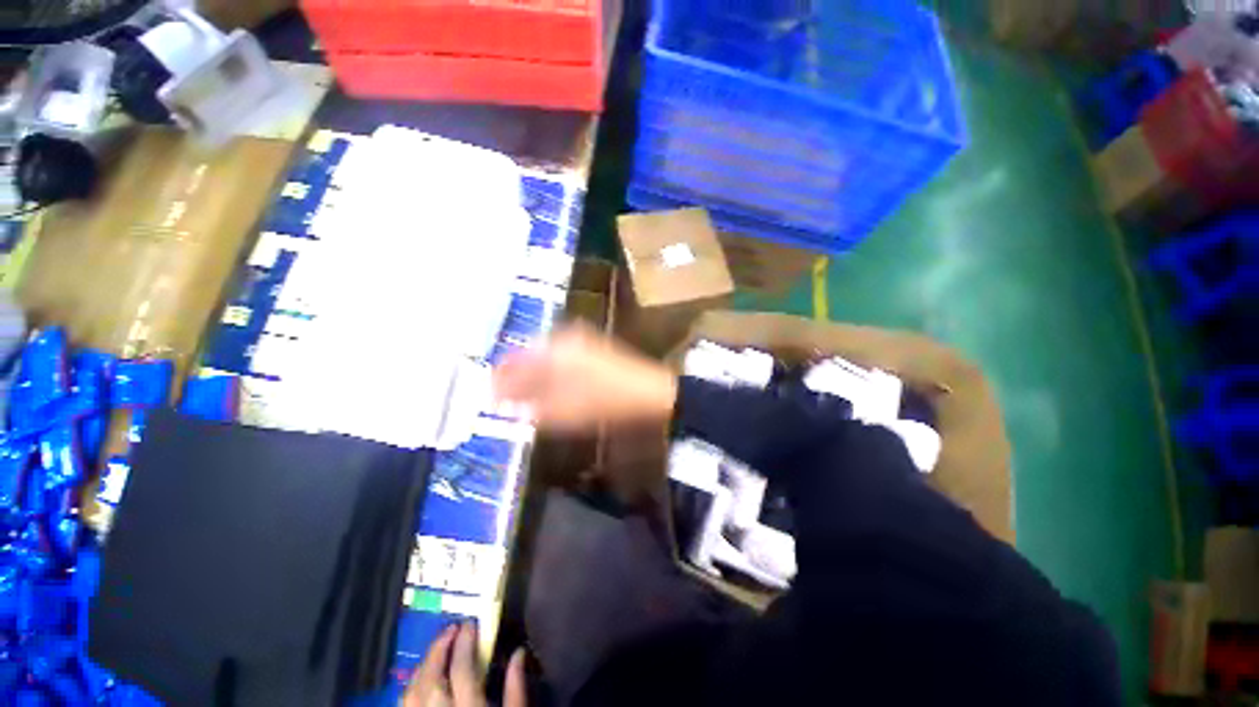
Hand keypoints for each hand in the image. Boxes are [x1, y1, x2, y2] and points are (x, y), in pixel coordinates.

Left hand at [402, 623, 525, 706]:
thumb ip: (516, 689)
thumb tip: (519, 653)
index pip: (461, 670)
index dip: (464, 643)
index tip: (470, 625)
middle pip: (431, 678)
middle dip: (439, 649)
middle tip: (452, 629)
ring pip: (411, 693)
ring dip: (423, 666)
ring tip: (437, 648)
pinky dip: (411, 688)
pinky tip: (421, 680)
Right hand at [493, 324, 676, 431]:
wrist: (648, 393)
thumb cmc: (604, 403)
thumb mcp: (563, 411)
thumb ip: (529, 406)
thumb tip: (503, 404)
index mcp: (552, 350)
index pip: (513, 363)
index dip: (499, 380)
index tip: (488, 397)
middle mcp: (562, 339)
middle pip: (527, 356)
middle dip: (513, 377)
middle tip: (503, 398)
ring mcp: (579, 341)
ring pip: (543, 356)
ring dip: (530, 374)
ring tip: (521, 395)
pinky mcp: (590, 347)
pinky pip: (559, 357)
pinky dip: (548, 371)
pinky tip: (547, 385)